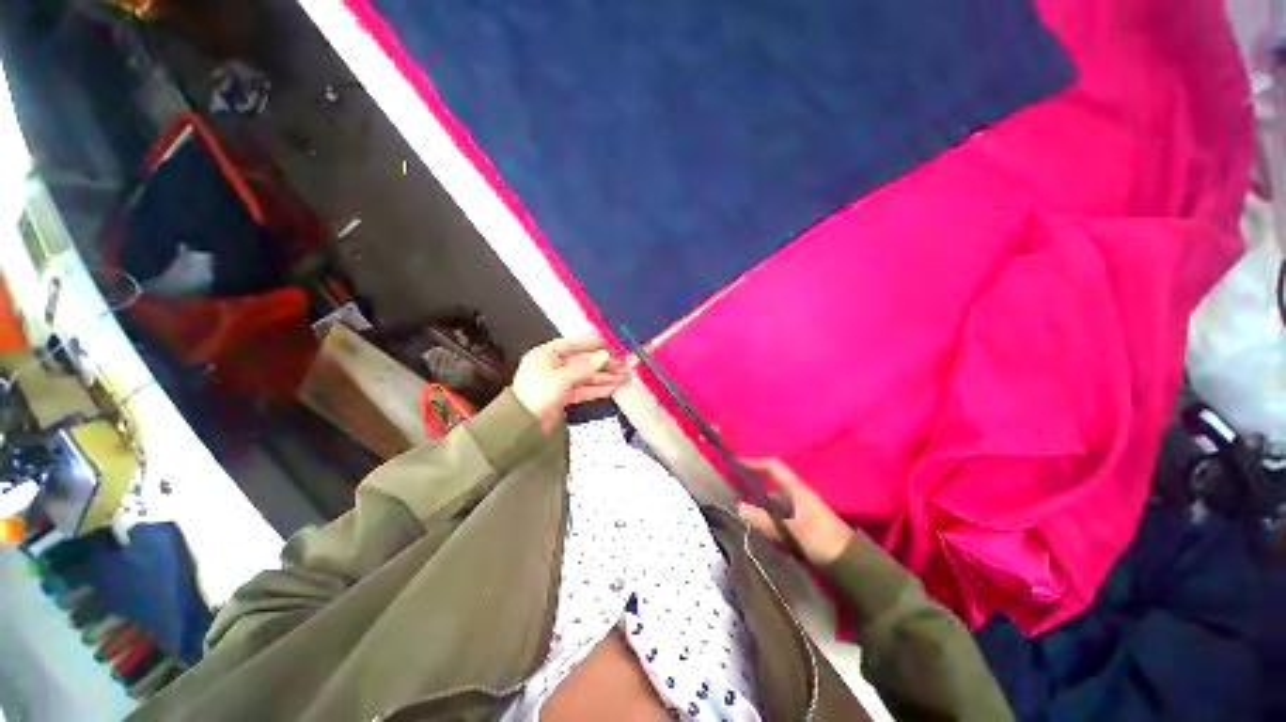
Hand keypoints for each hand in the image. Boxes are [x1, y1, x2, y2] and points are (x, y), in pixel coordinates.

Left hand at [513, 336, 629, 430]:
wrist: (522, 426)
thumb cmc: (537, 395)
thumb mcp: (561, 378)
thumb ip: (584, 367)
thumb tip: (604, 355)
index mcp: (545, 355)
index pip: (573, 344)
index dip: (592, 344)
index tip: (610, 344)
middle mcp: (552, 366)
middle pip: (582, 362)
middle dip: (603, 364)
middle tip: (623, 365)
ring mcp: (558, 382)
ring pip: (585, 377)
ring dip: (603, 377)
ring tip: (623, 378)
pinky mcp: (563, 396)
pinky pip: (583, 389)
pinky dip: (596, 389)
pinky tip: (611, 388)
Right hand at [737, 458, 853, 565]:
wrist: (851, 564)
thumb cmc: (822, 539)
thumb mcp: (792, 530)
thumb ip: (765, 520)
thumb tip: (739, 507)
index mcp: (796, 489)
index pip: (773, 466)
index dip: (754, 462)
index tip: (735, 463)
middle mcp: (796, 495)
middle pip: (770, 484)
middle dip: (752, 484)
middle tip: (732, 489)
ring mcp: (799, 511)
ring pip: (773, 502)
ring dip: (758, 505)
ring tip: (739, 511)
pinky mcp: (801, 525)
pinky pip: (778, 516)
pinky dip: (766, 518)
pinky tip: (756, 527)